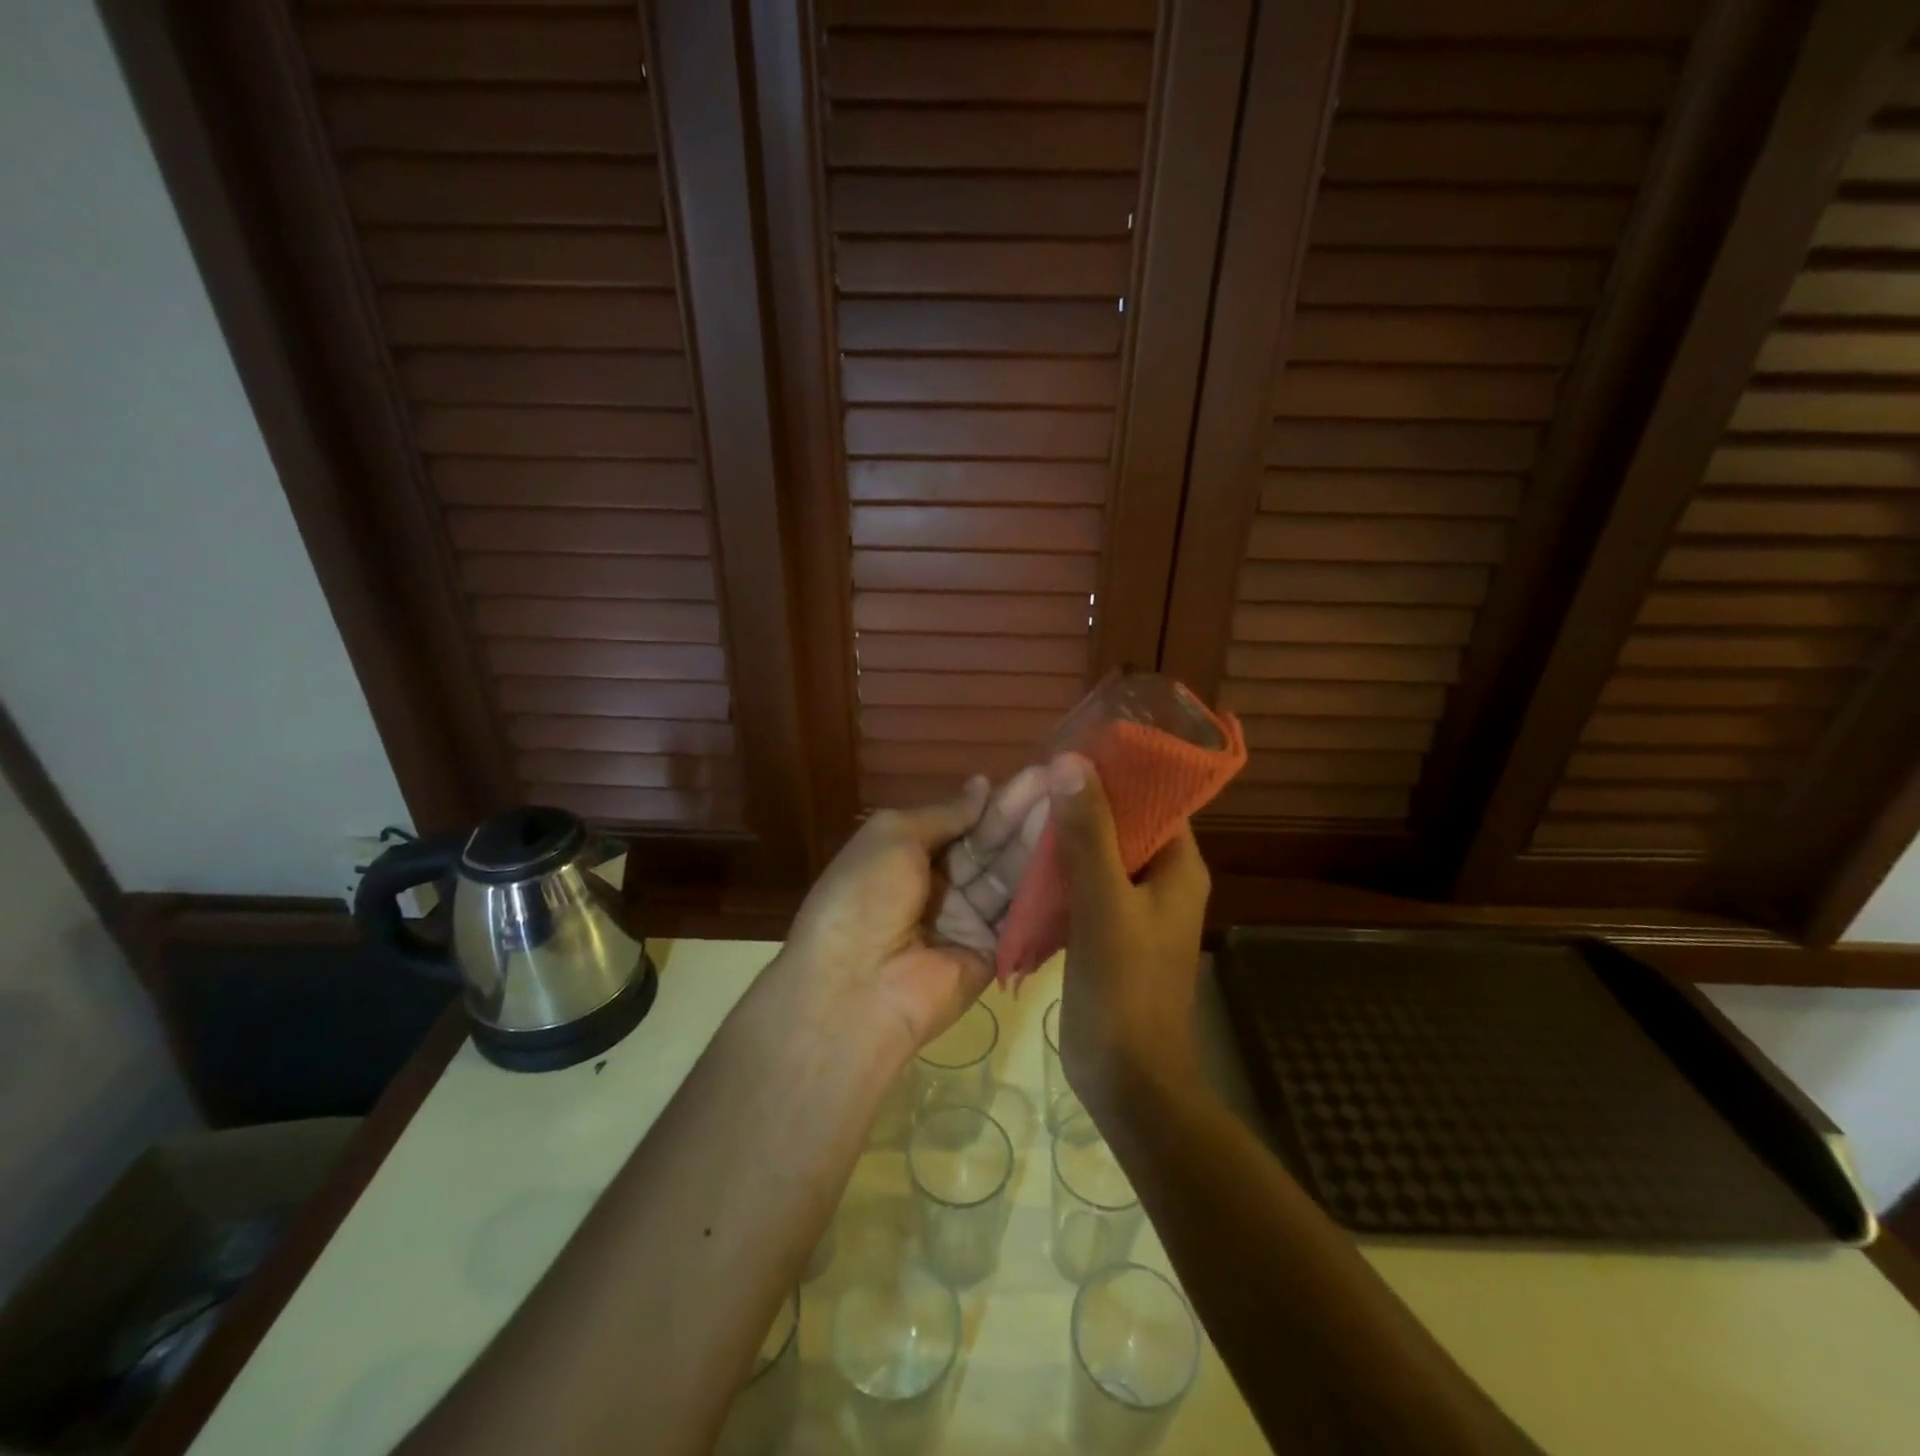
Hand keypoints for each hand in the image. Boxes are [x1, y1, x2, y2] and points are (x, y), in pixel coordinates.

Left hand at [782, 771, 1050, 1062]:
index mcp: (909, 855)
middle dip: (1023, 815)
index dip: (996, 800)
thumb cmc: (864, 897)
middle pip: (989, 846)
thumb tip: (983, 785)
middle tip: (1065, 783)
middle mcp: (940, 885)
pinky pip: (1022, 917)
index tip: (1038, 774)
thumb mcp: (892, 836)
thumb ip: (944, 813)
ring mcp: (967, 920)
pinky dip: (1043, 888)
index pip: (963, 822)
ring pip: (1008, 876)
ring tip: (1073, 808)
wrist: (856, 988)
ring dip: (1036, 844)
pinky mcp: (993, 953)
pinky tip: (1072, 855)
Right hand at [1046, 753, 1210, 1119]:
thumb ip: (1088, 833)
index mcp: (1179, 867)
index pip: (1156, 799)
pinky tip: (1026, 864)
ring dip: (1069, 838)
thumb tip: (1071, 762)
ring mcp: (1136, 910)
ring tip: (1024, 815)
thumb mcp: (1104, 903)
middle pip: (1126, 824)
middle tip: (1035, 783)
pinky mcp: (1110, 933)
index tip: (1071, 753)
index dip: (1119, 772)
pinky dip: (1062, 874)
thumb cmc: (1125, 988)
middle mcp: (1163, 881)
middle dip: (1084, 803)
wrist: (1129, 1080)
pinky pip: (1087, 888)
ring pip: (1102, 856)